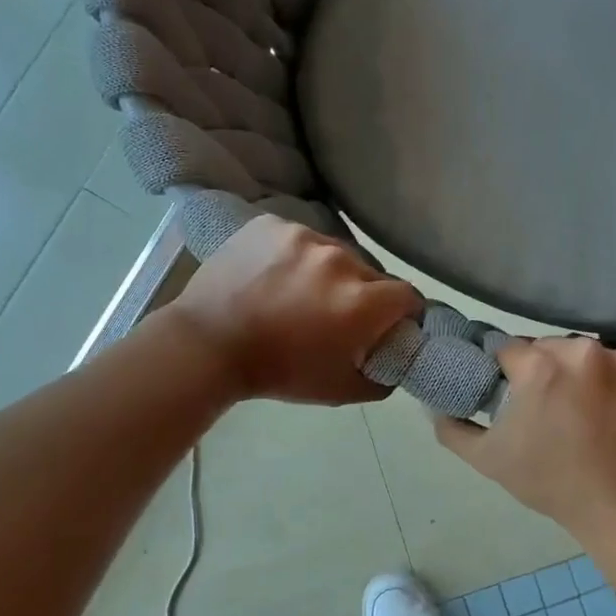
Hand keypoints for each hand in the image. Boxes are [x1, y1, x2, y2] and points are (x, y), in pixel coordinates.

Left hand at [167, 216, 421, 404]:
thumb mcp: (339, 390)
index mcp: (361, 301)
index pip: (408, 296)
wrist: (207, 345)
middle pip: (372, 274)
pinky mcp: (273, 224)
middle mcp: (340, 260)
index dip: (404, 313)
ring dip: (330, 273)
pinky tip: (275, 276)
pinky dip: (296, 256)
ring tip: (301, 293)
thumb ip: (381, 378)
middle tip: (339, 314)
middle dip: (365, 294)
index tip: (389, 325)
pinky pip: (300, 239)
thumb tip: (395, 362)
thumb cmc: (278, 372)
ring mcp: (304, 236)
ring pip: (336, 253)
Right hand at [433, 337, 615, 534]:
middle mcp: (585, 352)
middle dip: (556, 373)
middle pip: (559, 350)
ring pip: (603, 359)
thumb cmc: (557, 485)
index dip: (512, 373)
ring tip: (605, 419)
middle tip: (564, 412)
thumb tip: (434, 408)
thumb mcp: (492, 462)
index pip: (512, 351)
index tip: (520, 396)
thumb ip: (454, 430)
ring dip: (599, 379)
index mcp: (539, 367)